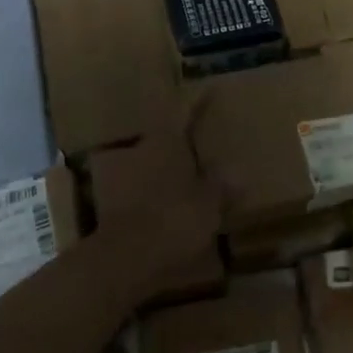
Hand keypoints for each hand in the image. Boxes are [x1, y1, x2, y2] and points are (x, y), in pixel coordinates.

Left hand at [95, 120, 221, 309]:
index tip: (208, 91)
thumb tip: (238, 173)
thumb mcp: (209, 203)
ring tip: (193, 178)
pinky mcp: (114, 206)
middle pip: (165, 138)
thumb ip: (222, 185)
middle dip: (183, 141)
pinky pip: (143, 190)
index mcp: (165, 142)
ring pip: (152, 164)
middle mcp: (140, 151)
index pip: (183, 111)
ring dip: (170, 169)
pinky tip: (174, 206)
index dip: (197, 102)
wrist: (124, 261)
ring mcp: (122, 178)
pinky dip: (158, 194)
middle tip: (205, 143)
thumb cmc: (173, 221)